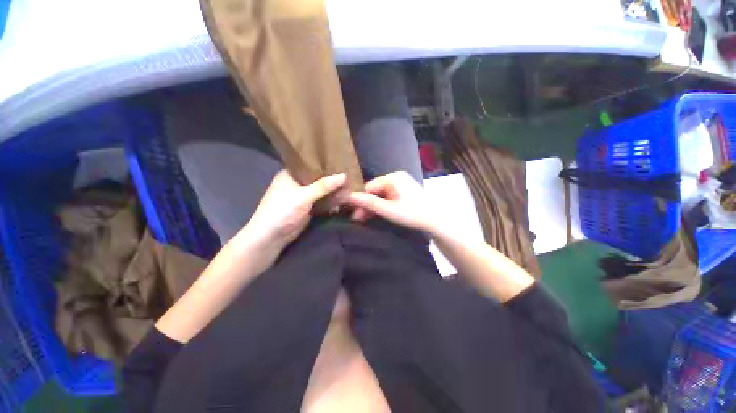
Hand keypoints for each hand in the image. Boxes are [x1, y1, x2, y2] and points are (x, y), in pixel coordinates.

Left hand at [244, 170, 347, 247]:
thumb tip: (344, 175)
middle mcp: (296, 183)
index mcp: (290, 174)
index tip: (342, 162)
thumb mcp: (304, 196)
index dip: (325, 163)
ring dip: (333, 191)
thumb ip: (324, 186)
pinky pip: (321, 201)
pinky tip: (343, 198)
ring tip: (350, 186)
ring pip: (321, 191)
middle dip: (332, 179)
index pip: (310, 164)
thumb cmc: (283, 211)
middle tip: (350, 175)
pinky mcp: (307, 208)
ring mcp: (302, 197)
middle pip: (318, 179)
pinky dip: (330, 201)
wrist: (271, 237)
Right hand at [348, 171, 438, 232]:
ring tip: (363, 219)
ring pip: (381, 196)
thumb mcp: (389, 209)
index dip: (360, 200)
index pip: (369, 187)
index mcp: (393, 178)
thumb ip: (369, 203)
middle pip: (375, 191)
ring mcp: (401, 185)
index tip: (353, 213)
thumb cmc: (413, 214)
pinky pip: (388, 198)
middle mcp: (396, 178)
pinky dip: (382, 206)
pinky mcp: (404, 193)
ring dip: (373, 207)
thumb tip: (349, 197)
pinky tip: (375, 215)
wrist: (437, 220)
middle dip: (366, 205)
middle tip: (357, 219)